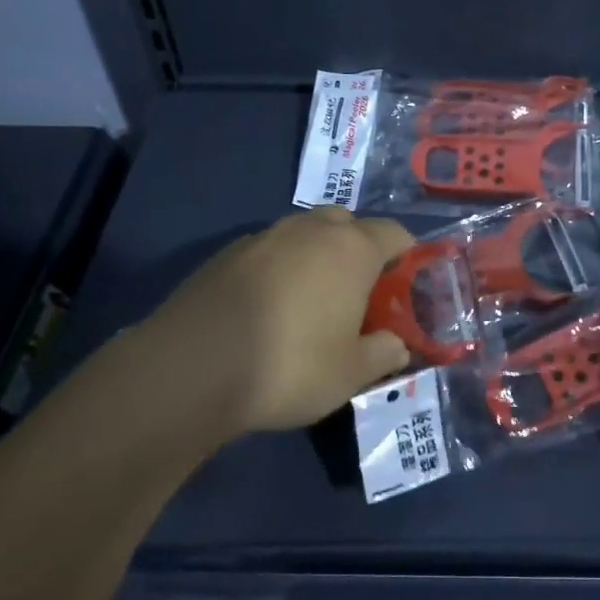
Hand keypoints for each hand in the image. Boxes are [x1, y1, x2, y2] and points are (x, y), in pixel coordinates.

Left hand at [120, 208, 415, 440]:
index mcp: (351, 248)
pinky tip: (268, 309)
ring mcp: (264, 236)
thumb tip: (397, 345)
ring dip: (316, 257)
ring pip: (305, 234)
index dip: (407, 259)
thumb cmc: (290, 365)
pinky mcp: (226, 253)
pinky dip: (280, 269)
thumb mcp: (351, 374)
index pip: (396, 234)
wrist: (192, 368)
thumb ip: (384, 354)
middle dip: (359, 251)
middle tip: (358, 295)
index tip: (404, 290)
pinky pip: (269, 252)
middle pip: (348, 225)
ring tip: (311, 303)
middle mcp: (310, 229)